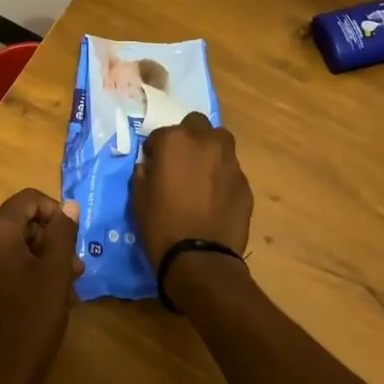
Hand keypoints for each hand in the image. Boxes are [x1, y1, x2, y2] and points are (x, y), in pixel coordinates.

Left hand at [0, 190, 82, 383]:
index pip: (28, 200)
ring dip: (34, 258)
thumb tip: (69, 205)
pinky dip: (14, 272)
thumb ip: (63, 233)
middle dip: (47, 240)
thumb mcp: (56, 274)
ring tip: (60, 287)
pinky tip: (33, 299)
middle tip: (74, 269)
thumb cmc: (30, 322)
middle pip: (16, 223)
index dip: (55, 213)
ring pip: (5, 247)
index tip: (73, 241)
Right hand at [131, 113, 252, 264]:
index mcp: (175, 141)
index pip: (161, 134)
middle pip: (197, 124)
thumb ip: (143, 173)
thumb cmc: (161, 225)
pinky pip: (231, 169)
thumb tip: (150, 166)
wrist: (200, 258)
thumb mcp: (138, 198)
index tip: (153, 163)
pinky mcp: (245, 182)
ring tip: (201, 173)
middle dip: (188, 137)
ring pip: (220, 142)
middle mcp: (206, 143)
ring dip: (209, 150)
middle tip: (180, 160)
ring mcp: (230, 161)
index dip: (155, 148)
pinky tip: (215, 196)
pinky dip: (222, 175)